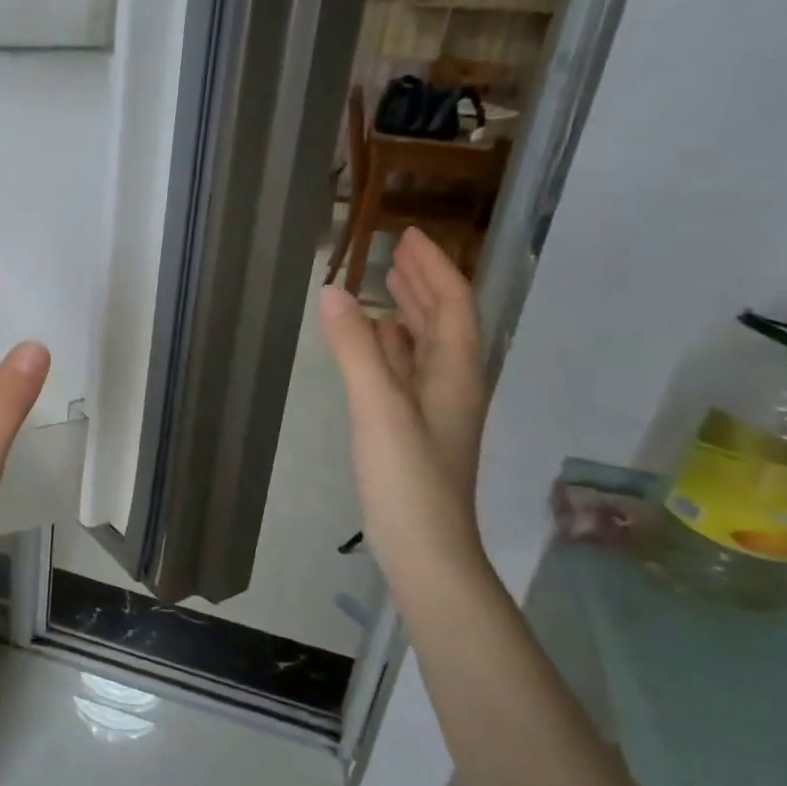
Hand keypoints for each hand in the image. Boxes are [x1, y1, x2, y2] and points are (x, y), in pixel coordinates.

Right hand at [317, 228, 488, 574]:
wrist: (426, 550)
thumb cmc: (409, 478)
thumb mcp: (378, 408)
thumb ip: (356, 349)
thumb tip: (333, 290)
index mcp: (453, 372)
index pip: (452, 304)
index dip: (434, 267)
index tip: (409, 235)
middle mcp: (450, 384)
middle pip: (443, 321)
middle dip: (423, 282)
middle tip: (396, 250)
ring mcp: (432, 410)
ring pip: (424, 347)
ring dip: (408, 312)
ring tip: (384, 285)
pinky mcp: (412, 430)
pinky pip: (405, 372)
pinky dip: (390, 347)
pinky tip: (372, 347)